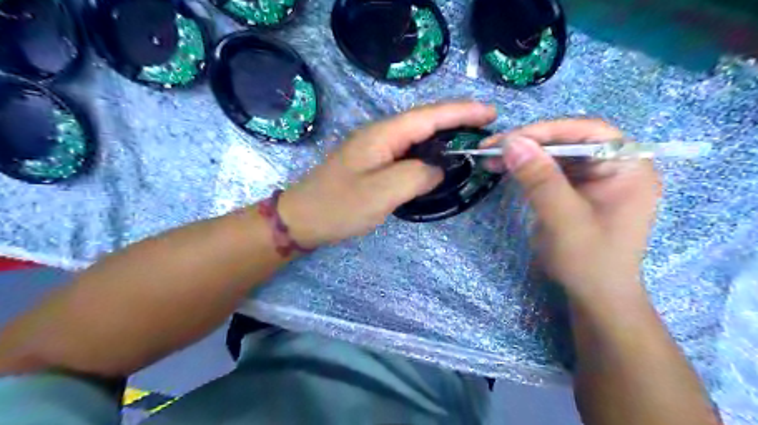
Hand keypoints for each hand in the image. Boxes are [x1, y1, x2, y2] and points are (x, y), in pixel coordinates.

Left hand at [278, 102, 498, 246]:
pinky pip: (407, 152)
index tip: (491, 113)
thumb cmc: (339, 206)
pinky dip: (428, 152)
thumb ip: (417, 175)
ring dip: (444, 135)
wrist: (302, 218)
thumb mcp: (382, 192)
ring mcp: (375, 148)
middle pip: (425, 121)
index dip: (462, 112)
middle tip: (486, 127)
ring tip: (470, 141)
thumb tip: (439, 169)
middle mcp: (380, 134)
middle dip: (457, 120)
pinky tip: (438, 160)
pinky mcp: (373, 163)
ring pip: (417, 136)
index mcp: (383, 135)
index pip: (430, 116)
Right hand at [482, 119, 661, 301]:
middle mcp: (613, 165)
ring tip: (489, 157)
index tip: (509, 139)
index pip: (588, 132)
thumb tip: (512, 142)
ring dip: (522, 154)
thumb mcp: (564, 220)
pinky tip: (503, 168)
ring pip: (555, 153)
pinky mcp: (575, 188)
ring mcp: (593, 177)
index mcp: (629, 167)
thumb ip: (541, 180)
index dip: (548, 130)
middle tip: (491, 147)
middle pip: (569, 140)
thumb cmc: (589, 261)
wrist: (594, 296)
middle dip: (529, 142)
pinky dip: (525, 168)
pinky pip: (549, 169)